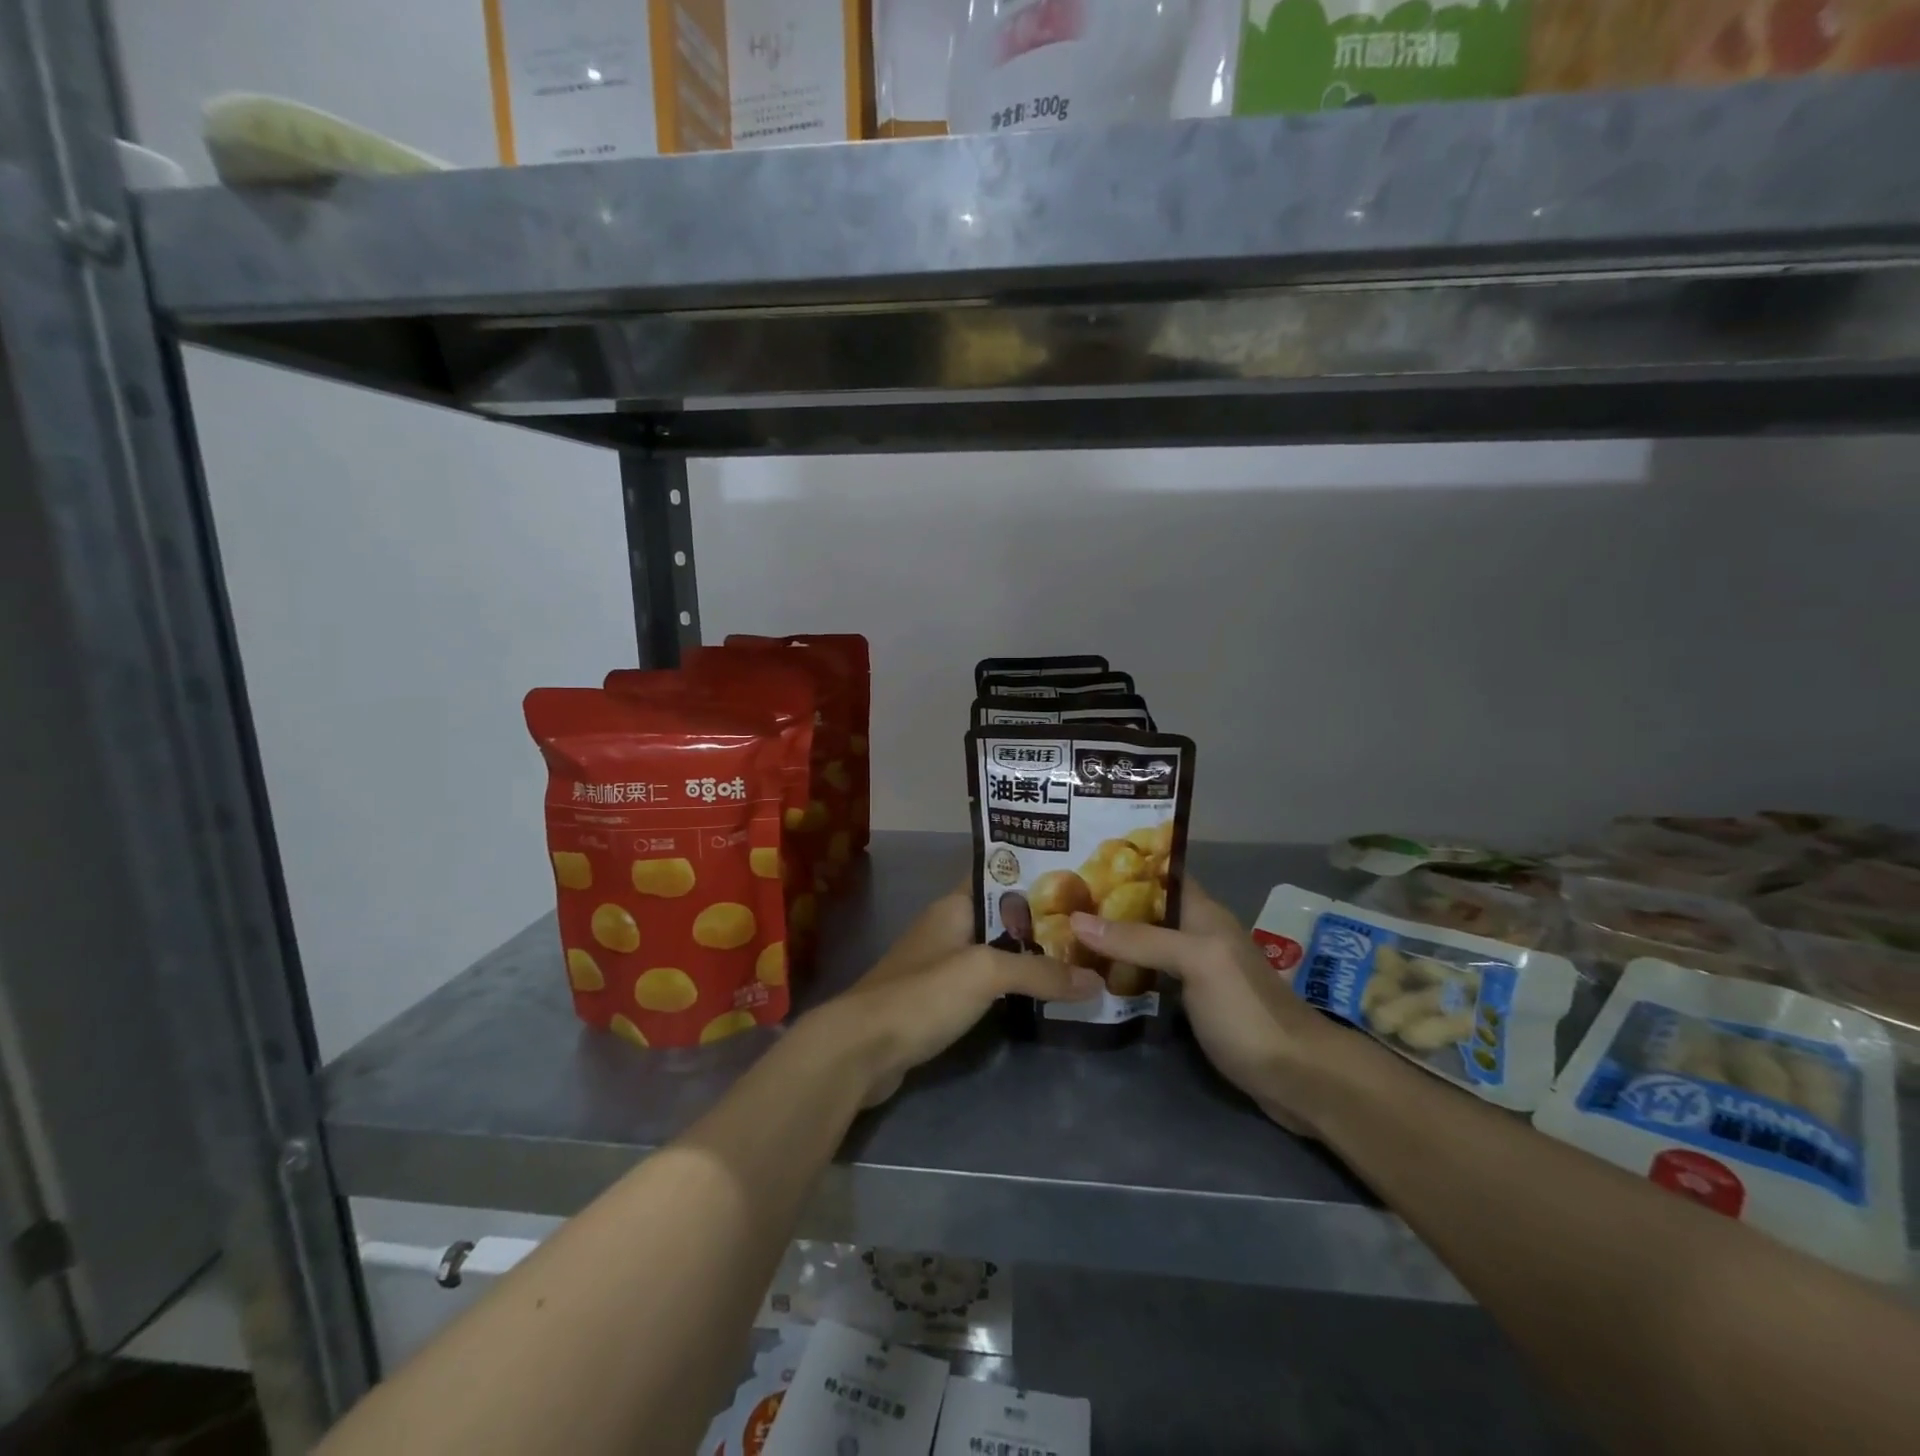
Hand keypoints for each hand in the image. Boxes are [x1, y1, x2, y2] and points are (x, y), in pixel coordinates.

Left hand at [802, 886, 1102, 1105]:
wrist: (860, 1049)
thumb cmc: (922, 994)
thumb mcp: (985, 973)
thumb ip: (1040, 973)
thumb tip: (1096, 981)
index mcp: (955, 905)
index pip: (998, 874)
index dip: (1035, 872)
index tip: (1080, 876)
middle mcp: (948, 927)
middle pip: (1003, 916)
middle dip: (1043, 919)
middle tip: (1092, 924)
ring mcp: (941, 965)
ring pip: (996, 951)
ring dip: (1030, 956)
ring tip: (1079, 957)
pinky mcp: (939, 1000)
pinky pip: (985, 984)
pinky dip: (1012, 986)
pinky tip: (1042, 996)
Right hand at [1070, 883, 1348, 1135]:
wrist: (1297, 1077)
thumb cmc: (1247, 1009)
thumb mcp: (1195, 961)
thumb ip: (1139, 939)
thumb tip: (1075, 920)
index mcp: (1202, 913)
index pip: (1160, 874)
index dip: (1123, 864)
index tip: (1076, 857)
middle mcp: (1196, 935)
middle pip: (1145, 910)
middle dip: (1105, 904)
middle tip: (1056, 901)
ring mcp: (1193, 972)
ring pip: (1143, 945)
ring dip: (1109, 941)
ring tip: (1060, 934)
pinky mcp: (1190, 1005)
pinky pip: (1148, 978)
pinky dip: (1121, 974)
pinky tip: (1090, 978)